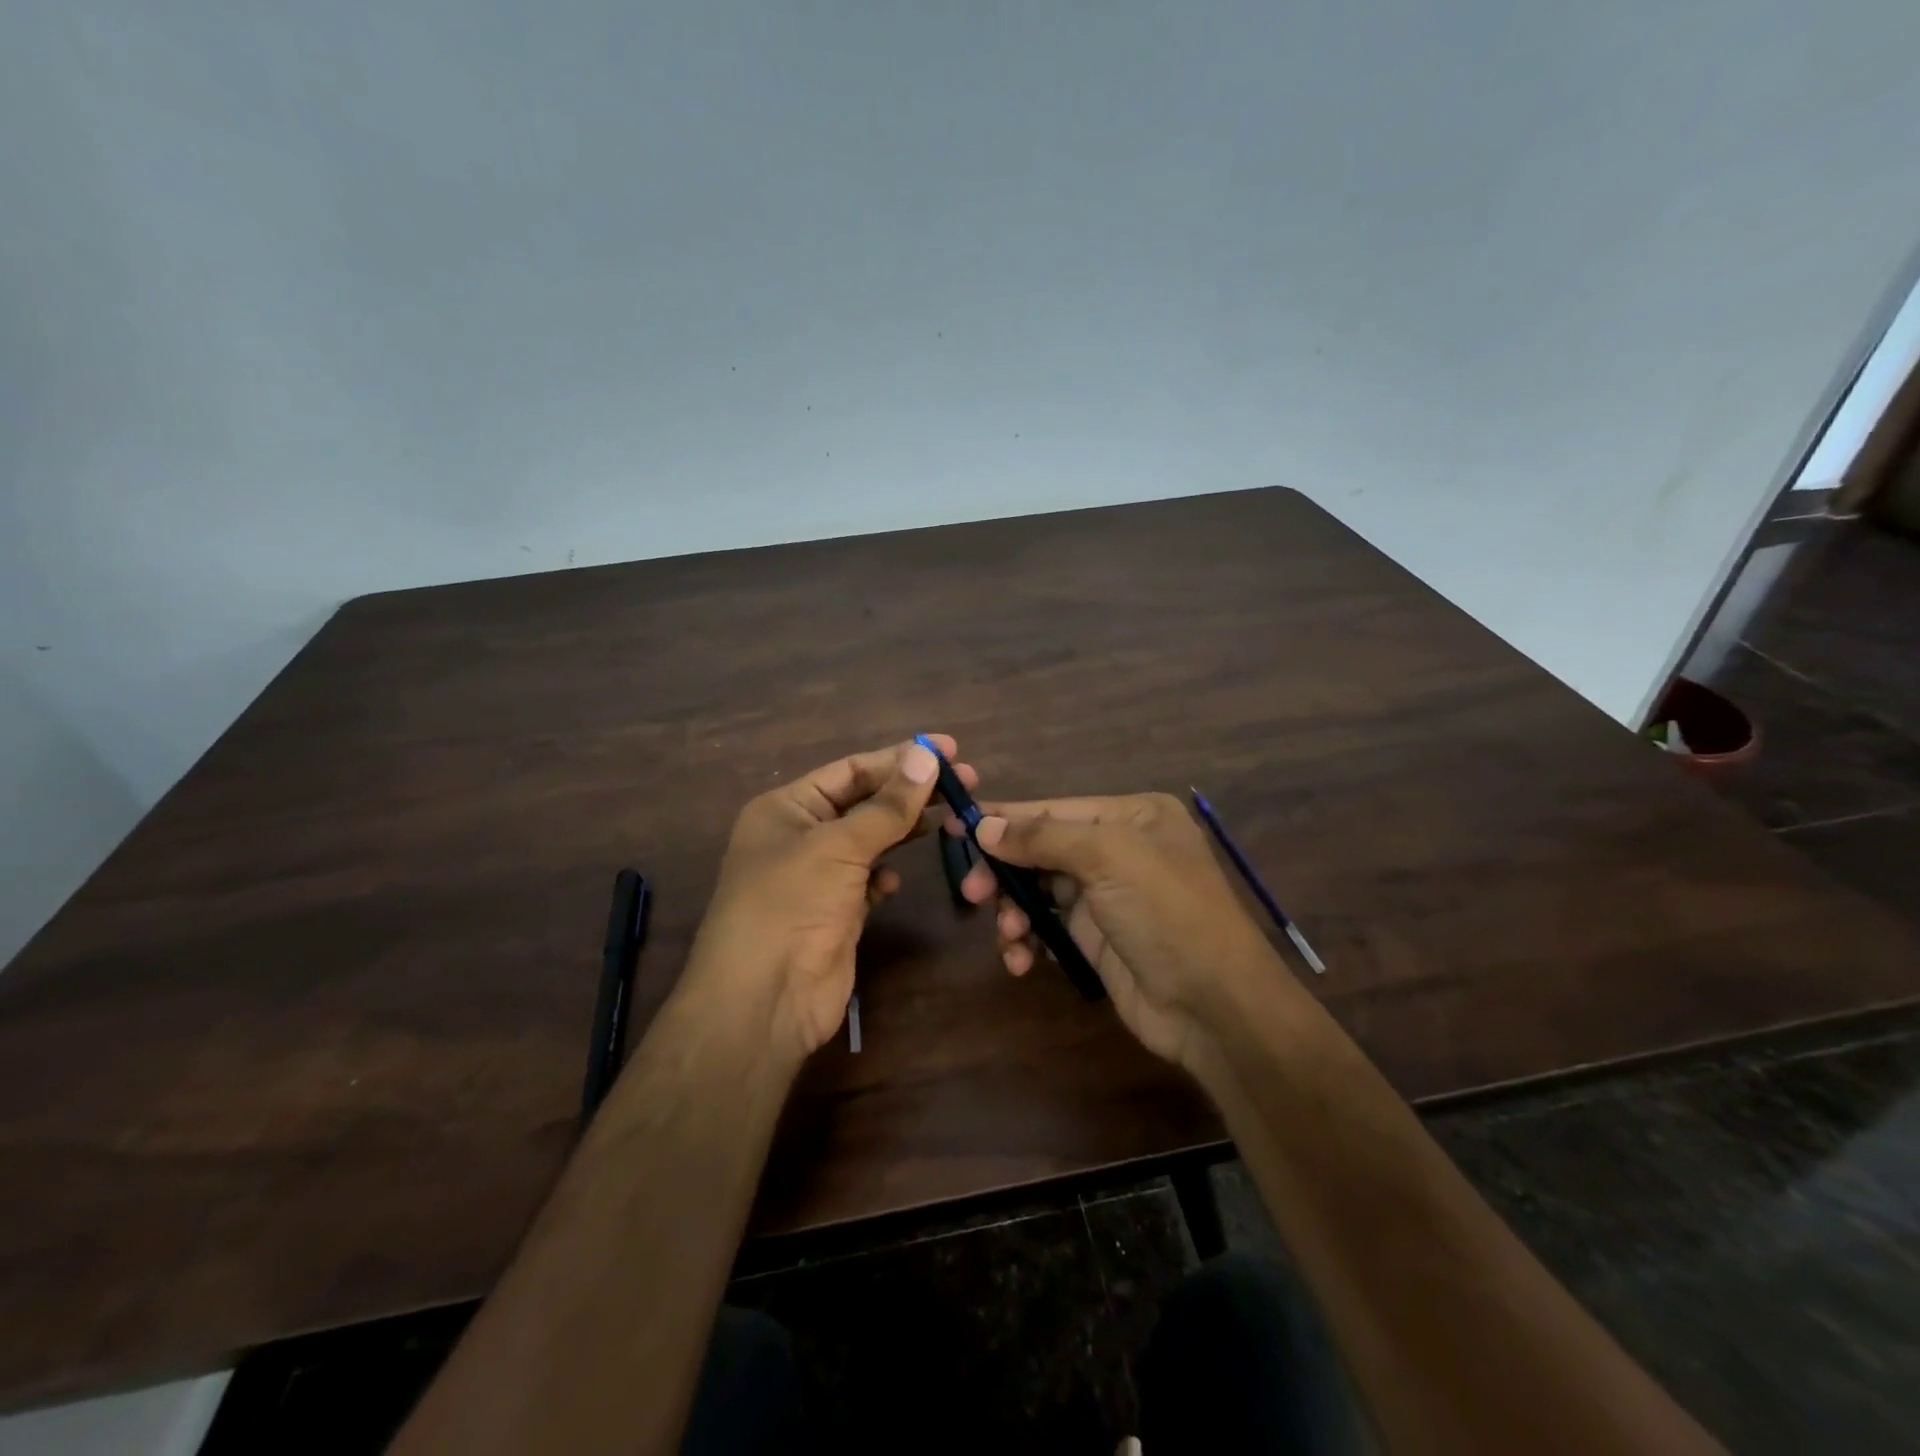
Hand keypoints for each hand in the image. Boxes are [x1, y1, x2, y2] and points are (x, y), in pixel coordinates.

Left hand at [683, 736, 975, 1061]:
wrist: (763, 1001)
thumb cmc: (790, 905)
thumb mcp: (839, 846)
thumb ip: (888, 805)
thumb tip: (926, 754)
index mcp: (787, 807)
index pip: (851, 769)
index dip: (900, 757)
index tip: (948, 749)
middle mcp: (800, 836)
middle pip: (865, 802)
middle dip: (910, 793)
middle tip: (966, 781)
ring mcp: (818, 877)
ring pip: (871, 841)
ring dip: (904, 831)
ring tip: (951, 819)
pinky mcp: (836, 913)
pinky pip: (868, 881)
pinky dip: (885, 876)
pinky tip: (897, 880)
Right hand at [957, 792, 1296, 1071]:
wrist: (1213, 1005)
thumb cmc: (1165, 912)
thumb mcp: (1107, 858)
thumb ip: (1041, 837)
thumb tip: (983, 825)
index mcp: (1132, 816)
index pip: (1054, 809)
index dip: (1005, 818)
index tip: (956, 826)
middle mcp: (1119, 849)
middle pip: (1042, 849)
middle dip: (1006, 870)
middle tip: (973, 892)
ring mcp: (1107, 896)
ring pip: (1039, 890)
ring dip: (1014, 911)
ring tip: (1007, 934)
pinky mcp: (1096, 939)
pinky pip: (1047, 927)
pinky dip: (1028, 940)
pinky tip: (1020, 960)